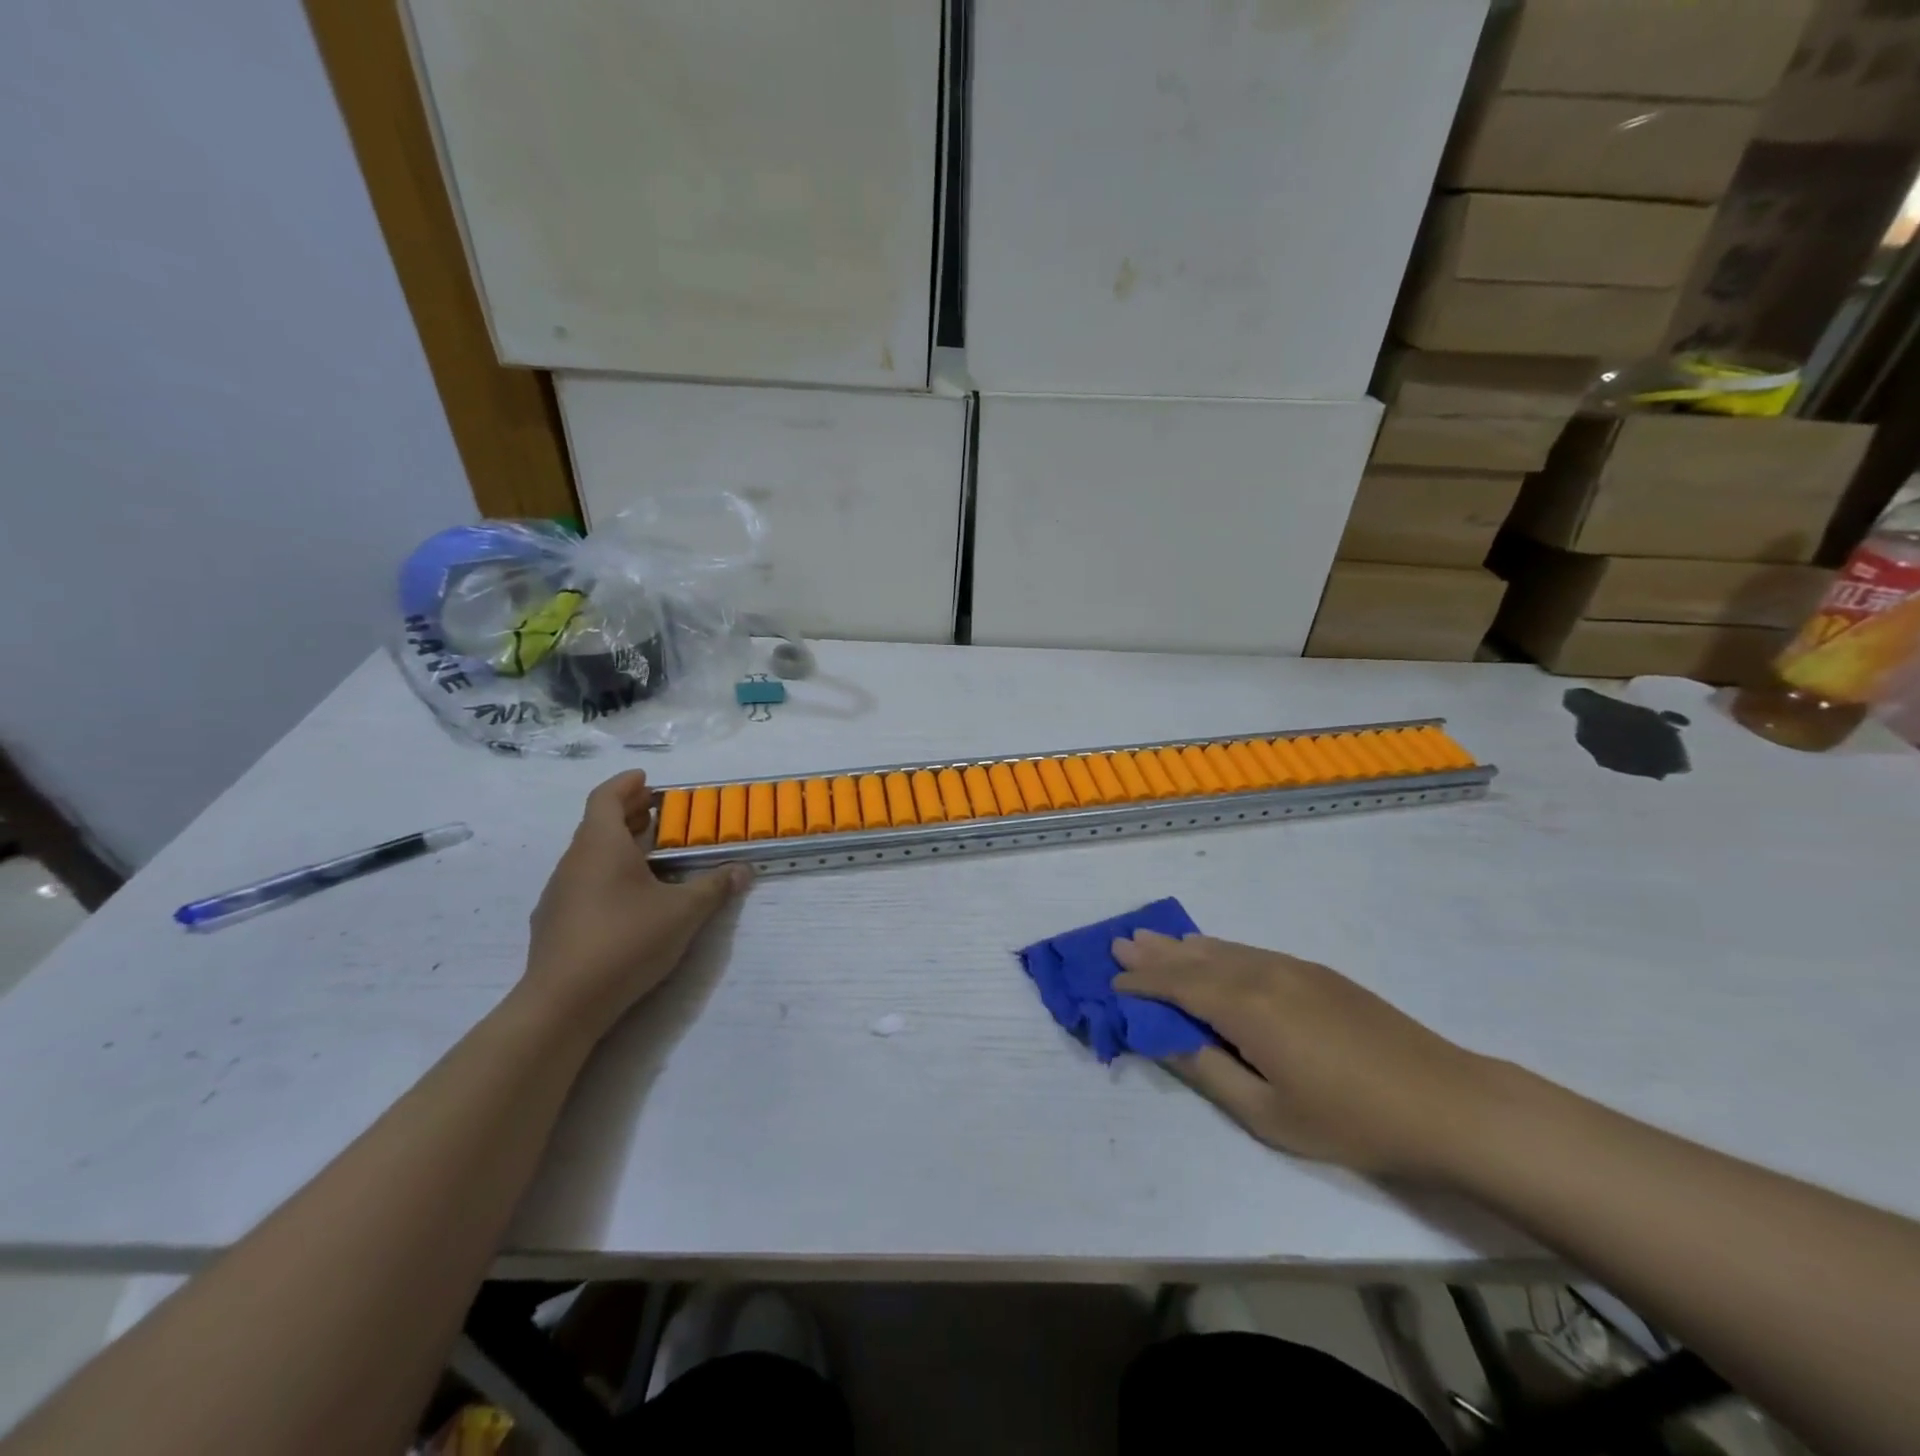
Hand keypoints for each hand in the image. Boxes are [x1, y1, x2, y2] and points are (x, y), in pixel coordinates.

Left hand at [524, 771, 750, 1032]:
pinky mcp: (552, 922)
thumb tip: (744, 870)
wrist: (562, 1003)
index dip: (626, 784)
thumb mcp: (683, 913)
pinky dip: (604, 874)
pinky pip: (581, 882)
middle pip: (596, 824)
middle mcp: (574, 861)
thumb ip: (714, 887)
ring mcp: (558, 893)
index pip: (606, 798)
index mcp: (601, 846)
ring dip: (616, 845)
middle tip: (655, 812)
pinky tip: (626, 898)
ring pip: (588, 854)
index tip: (645, 778)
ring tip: (647, 854)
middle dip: (626, 813)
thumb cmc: (626, 941)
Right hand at [1112, 933, 1495, 1178]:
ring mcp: (1293, 969)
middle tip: (1120, 942)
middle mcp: (1263, 974)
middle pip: (1196, 958)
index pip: (1178, 986)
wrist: (1446, 1102)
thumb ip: (1210, 1071)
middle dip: (1156, 954)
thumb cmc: (1352, 1120)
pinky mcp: (1317, 973)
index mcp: (1246, 1007)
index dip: (1143, 985)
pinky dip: (1219, 950)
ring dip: (1184, 946)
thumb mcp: (1268, 1114)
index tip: (1112, 983)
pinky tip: (1211, 952)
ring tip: (1152, 939)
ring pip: (1223, 950)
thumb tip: (1167, 1039)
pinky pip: (1250, 953)